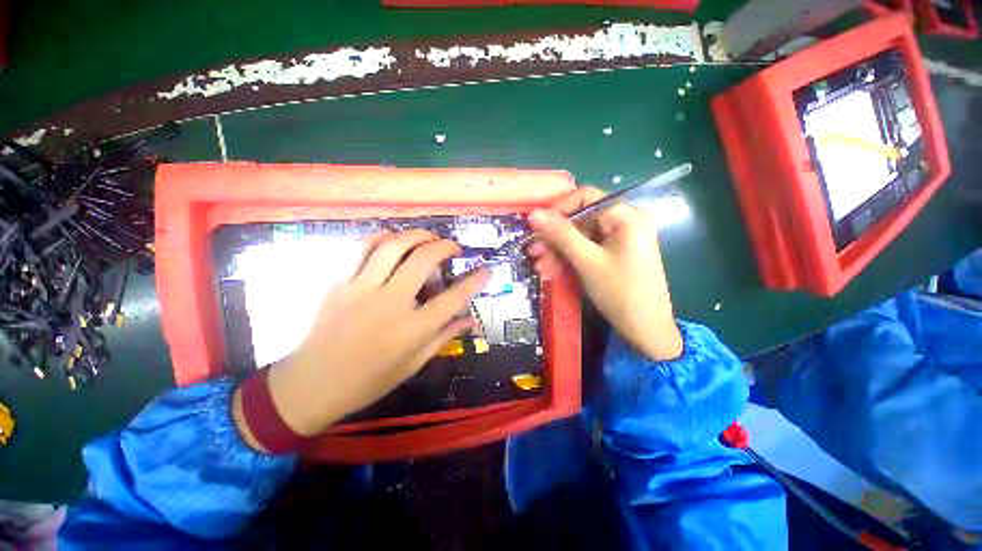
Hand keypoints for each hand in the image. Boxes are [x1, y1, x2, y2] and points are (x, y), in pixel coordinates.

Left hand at [234, 230, 489, 444]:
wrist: (311, 384)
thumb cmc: (368, 380)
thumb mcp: (413, 364)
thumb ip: (443, 338)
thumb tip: (469, 321)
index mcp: (412, 330)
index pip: (453, 298)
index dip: (475, 281)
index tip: (486, 269)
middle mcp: (390, 304)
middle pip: (424, 260)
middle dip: (445, 247)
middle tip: (453, 247)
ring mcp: (361, 289)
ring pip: (393, 246)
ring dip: (416, 235)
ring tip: (428, 237)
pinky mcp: (339, 283)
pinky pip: (361, 248)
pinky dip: (381, 237)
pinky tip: (392, 238)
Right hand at [527, 188, 682, 360]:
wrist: (646, 331)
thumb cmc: (620, 293)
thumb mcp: (587, 261)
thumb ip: (561, 234)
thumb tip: (533, 213)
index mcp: (625, 216)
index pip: (585, 197)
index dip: (558, 209)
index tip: (536, 226)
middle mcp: (623, 222)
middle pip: (580, 220)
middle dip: (554, 238)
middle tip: (533, 253)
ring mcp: (618, 240)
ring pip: (579, 238)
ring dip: (557, 252)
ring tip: (540, 268)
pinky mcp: (612, 254)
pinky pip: (586, 250)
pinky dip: (568, 260)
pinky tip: (551, 273)